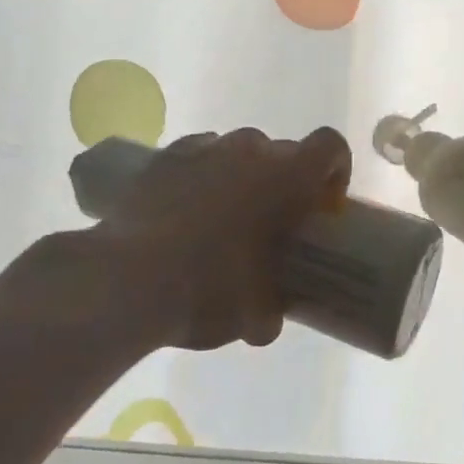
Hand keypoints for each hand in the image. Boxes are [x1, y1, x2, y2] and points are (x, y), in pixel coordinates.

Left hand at [90, 126, 350, 350]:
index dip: (336, 170)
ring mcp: (204, 148)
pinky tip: (185, 211)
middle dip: (284, 181)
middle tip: (272, 222)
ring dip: (241, 176)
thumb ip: (273, 307)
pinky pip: (197, 156)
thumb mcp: (257, 315)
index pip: (331, 146)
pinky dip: (200, 176)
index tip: (324, 204)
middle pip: (282, 152)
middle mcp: (251, 150)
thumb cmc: (210, 289)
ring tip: (223, 218)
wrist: (127, 279)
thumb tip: (268, 317)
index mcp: (288, 177)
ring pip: (238, 151)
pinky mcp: (164, 158)